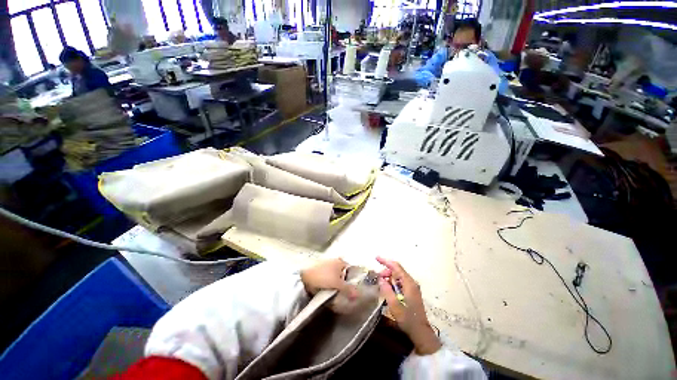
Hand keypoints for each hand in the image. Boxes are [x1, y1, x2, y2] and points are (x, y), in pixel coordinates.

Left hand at [301, 258, 358, 299]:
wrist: (305, 276)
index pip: (350, 270)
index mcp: (340, 261)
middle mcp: (335, 261)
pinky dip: (330, 283)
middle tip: (347, 293)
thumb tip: (358, 295)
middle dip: (344, 282)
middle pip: (343, 273)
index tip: (353, 289)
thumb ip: (348, 289)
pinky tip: (330, 290)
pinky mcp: (321, 269)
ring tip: (338, 293)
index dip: (352, 279)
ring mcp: (327, 264)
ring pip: (336, 276)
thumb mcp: (337, 284)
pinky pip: (329, 277)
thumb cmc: (323, 276)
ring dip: (337, 283)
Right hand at [376, 256, 441, 355]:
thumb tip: (380, 279)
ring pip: (398, 276)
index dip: (386, 261)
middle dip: (386, 271)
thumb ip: (387, 290)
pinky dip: (393, 282)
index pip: (396, 267)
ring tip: (381, 284)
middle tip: (377, 278)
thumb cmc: (408, 319)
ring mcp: (412, 287)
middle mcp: (412, 282)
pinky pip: (400, 282)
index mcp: (409, 283)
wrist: (421, 332)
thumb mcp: (394, 305)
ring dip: (389, 277)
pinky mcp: (411, 292)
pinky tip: (388, 289)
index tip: (376, 258)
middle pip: (397, 270)